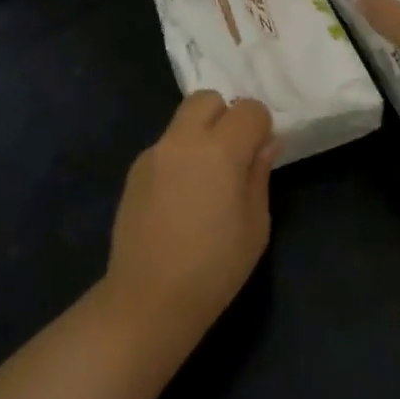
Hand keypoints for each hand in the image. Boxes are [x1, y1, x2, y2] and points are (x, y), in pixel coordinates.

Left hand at [103, 92, 276, 339]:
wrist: (150, 298)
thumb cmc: (215, 268)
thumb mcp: (256, 225)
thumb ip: (259, 174)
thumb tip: (265, 144)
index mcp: (219, 151)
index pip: (248, 109)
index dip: (260, 127)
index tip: (261, 154)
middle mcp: (182, 141)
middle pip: (206, 99)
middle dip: (226, 116)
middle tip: (233, 155)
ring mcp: (153, 154)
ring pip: (182, 121)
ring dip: (200, 135)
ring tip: (206, 180)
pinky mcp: (134, 171)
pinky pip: (164, 147)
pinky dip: (179, 157)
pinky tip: (181, 198)